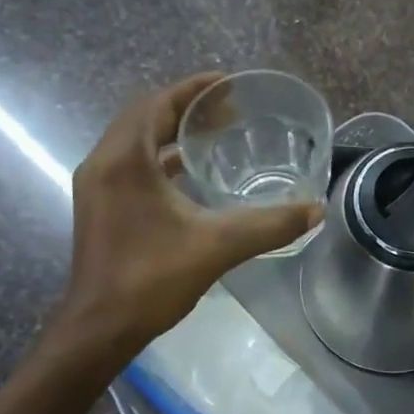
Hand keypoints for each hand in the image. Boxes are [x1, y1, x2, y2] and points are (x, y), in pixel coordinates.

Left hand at [58, 73, 322, 362]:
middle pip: (144, 117)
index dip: (193, 89)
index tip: (228, 84)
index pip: (157, 103)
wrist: (100, 328)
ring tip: (214, 133)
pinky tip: (189, 173)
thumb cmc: (152, 279)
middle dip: (185, 108)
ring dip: (170, 131)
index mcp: (125, 159)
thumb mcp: (218, 246)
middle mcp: (103, 163)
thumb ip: (269, 224)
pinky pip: (130, 164)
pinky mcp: (99, 206)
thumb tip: (316, 210)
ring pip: (134, 140)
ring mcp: (96, 186)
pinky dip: (159, 158)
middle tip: (228, 110)